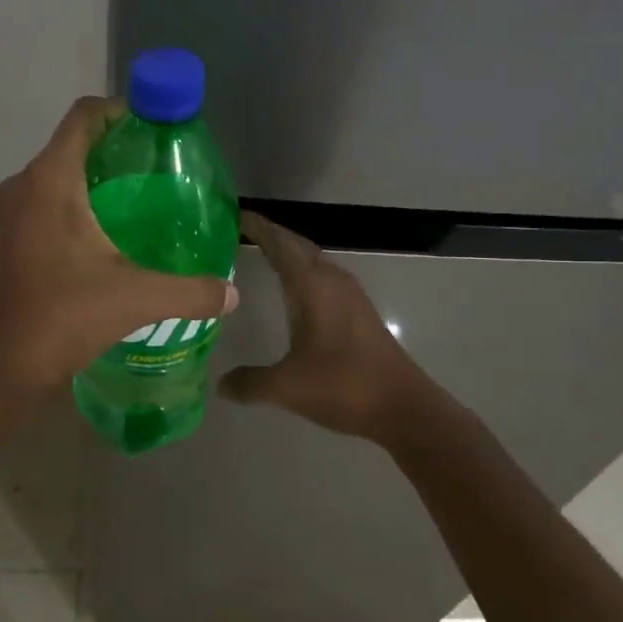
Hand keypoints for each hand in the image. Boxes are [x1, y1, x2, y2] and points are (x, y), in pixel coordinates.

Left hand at [0, 96, 237, 393]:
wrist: (5, 365)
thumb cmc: (65, 316)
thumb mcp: (138, 299)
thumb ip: (193, 291)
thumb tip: (233, 293)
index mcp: (51, 180)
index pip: (85, 116)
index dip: (122, 111)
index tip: (158, 129)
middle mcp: (24, 185)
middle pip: (74, 142)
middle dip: (117, 148)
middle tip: (161, 169)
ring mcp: (11, 211)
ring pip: (59, 172)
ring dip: (97, 176)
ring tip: (143, 200)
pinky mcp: (9, 236)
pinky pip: (48, 198)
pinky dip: (79, 200)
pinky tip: (110, 233)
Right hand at [219, 211, 437, 443]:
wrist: (402, 406)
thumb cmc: (342, 386)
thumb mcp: (286, 387)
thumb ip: (249, 383)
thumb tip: (220, 385)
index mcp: (312, 287)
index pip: (280, 244)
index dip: (258, 228)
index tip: (235, 215)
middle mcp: (332, 281)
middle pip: (298, 246)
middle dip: (272, 236)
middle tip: (241, 232)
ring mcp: (351, 296)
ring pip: (314, 262)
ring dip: (290, 254)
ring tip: (262, 255)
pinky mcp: (360, 313)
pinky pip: (325, 278)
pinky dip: (304, 273)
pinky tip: (294, 292)